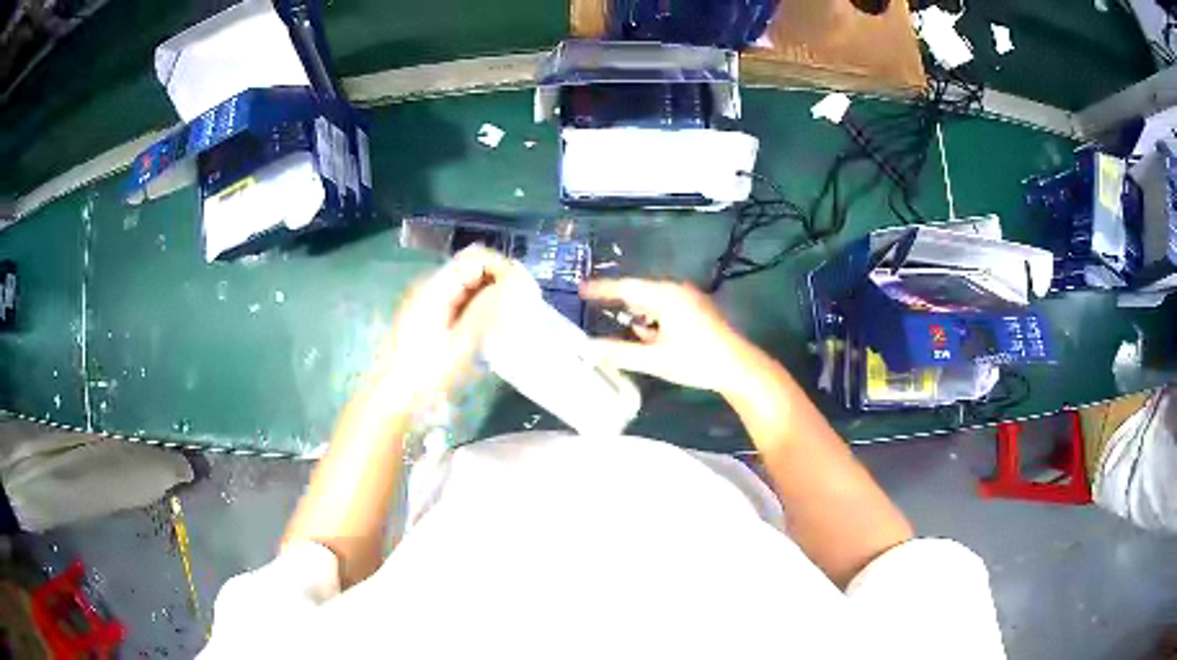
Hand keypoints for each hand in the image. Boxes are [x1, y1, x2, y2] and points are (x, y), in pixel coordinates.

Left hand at [368, 246, 519, 404]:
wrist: (391, 396)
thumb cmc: (425, 373)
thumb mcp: (461, 344)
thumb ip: (488, 309)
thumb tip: (514, 283)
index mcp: (436, 286)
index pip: (477, 257)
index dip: (503, 268)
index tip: (523, 292)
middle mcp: (430, 284)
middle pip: (472, 266)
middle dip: (499, 280)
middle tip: (521, 307)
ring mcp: (427, 297)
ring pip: (467, 282)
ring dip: (490, 293)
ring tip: (507, 318)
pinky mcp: (427, 312)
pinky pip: (459, 297)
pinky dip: (477, 304)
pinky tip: (486, 327)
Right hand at [581, 279, 759, 394]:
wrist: (739, 369)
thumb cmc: (697, 361)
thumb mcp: (654, 360)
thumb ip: (619, 353)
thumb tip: (589, 348)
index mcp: (665, 296)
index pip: (626, 288)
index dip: (602, 289)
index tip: (580, 288)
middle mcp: (677, 291)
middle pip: (640, 292)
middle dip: (618, 300)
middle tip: (592, 304)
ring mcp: (689, 300)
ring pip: (654, 301)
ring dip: (636, 312)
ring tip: (614, 318)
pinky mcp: (697, 312)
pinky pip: (666, 308)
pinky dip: (651, 319)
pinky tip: (644, 333)